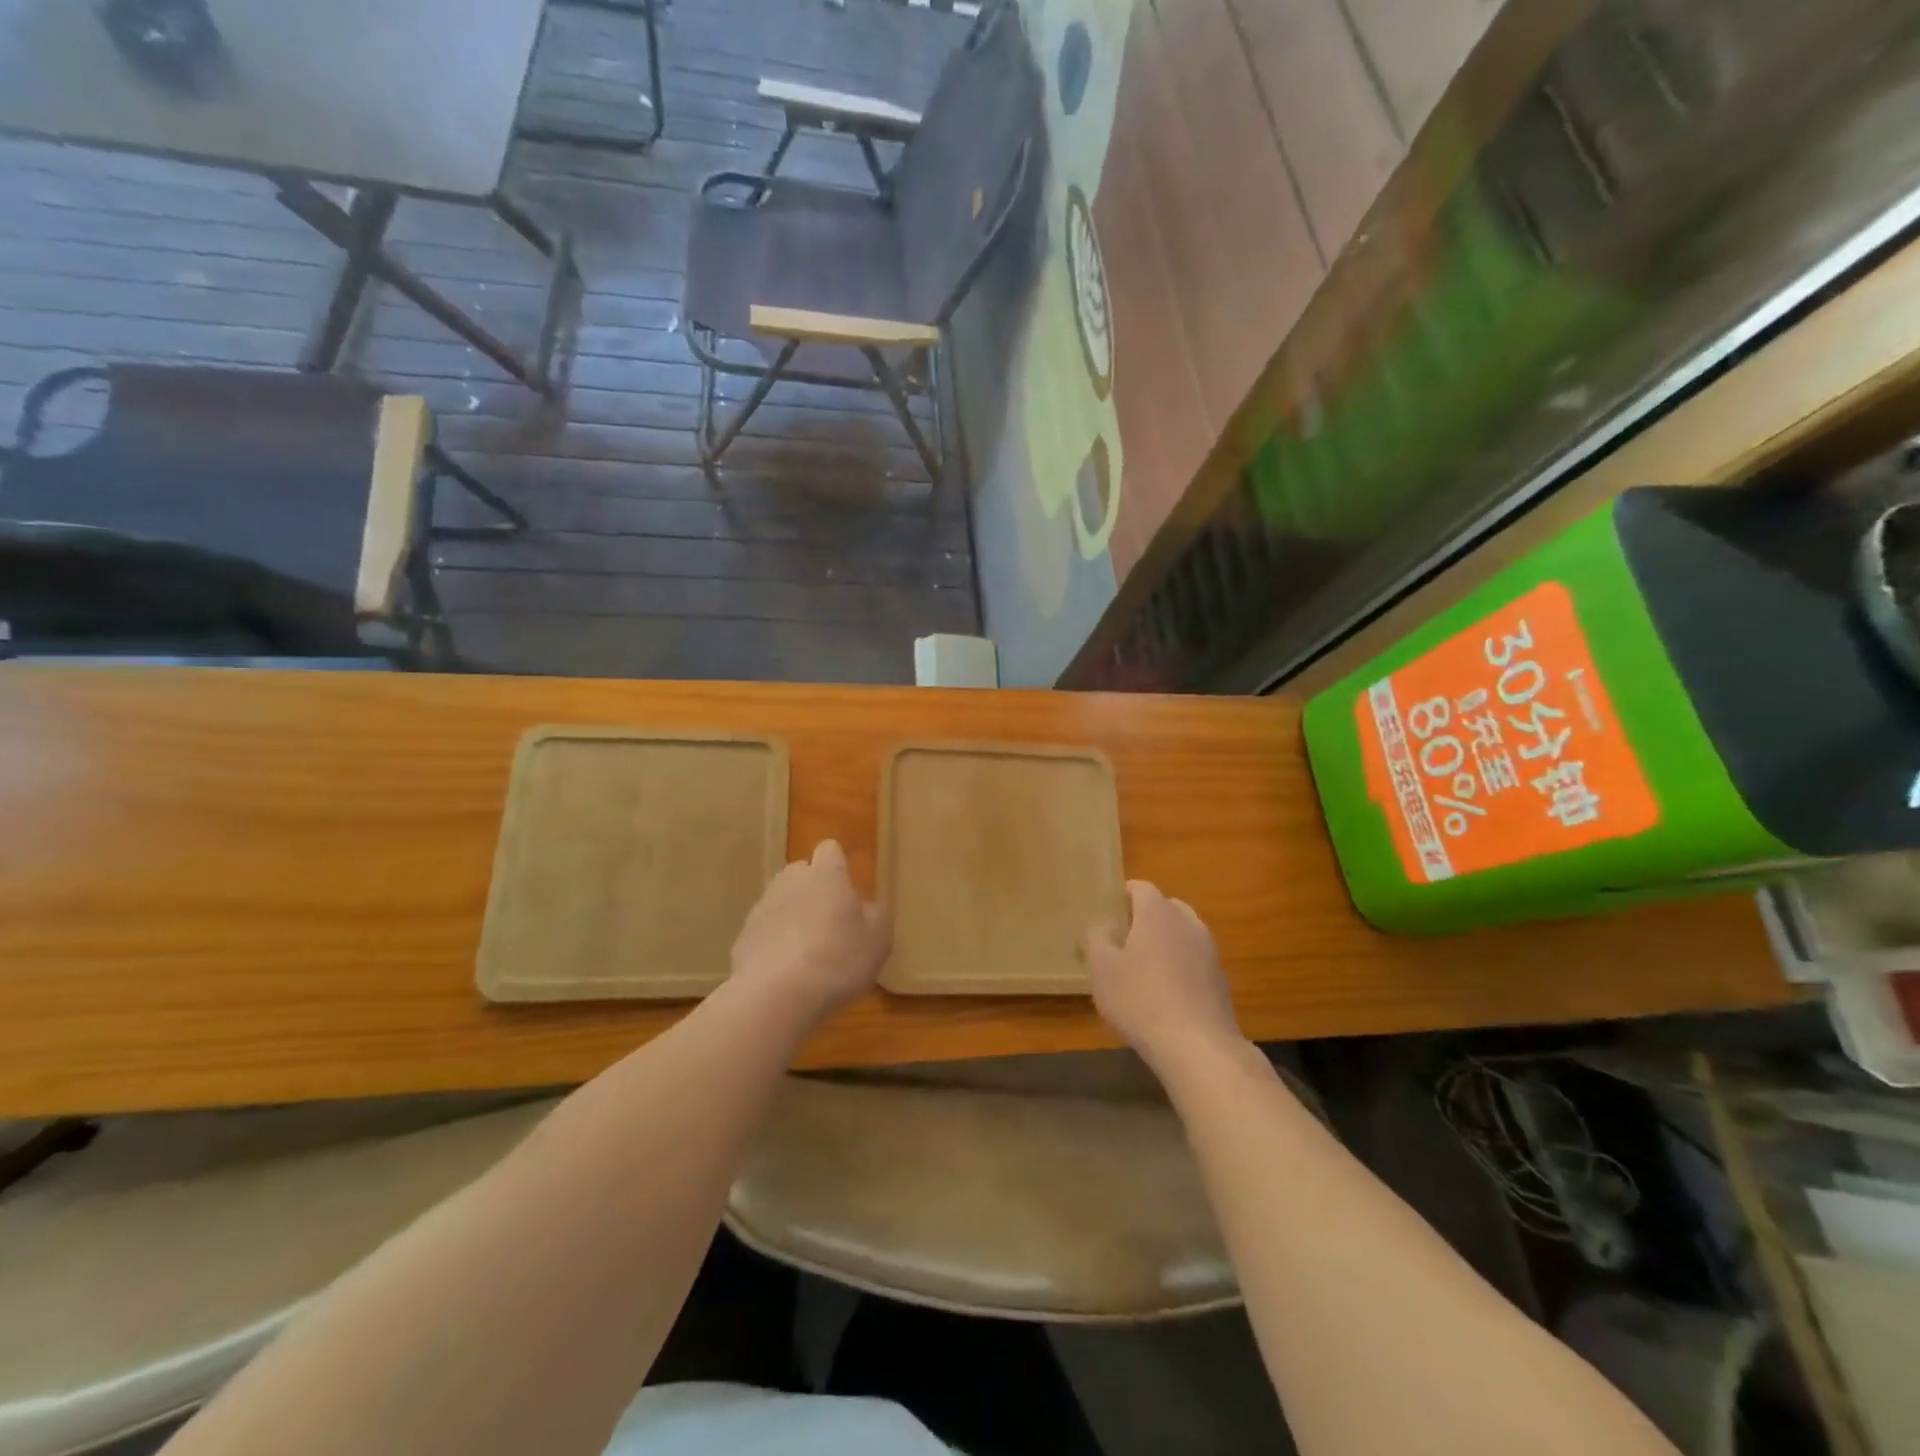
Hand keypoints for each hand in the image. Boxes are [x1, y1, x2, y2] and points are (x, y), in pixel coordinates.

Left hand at [730, 840, 890, 1023]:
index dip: (838, 866)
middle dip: (813, 890)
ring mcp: (762, 907)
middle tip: (830, 923)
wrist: (778, 995)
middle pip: (801, 873)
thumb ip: (875, 916)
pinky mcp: (743, 936)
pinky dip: (774, 944)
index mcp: (826, 874)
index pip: (830, 850)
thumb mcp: (878, 940)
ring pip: (781, 902)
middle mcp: (791, 880)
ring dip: (792, 917)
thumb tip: (865, 908)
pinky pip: (764, 932)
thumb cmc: (838, 959)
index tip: (847, 889)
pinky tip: (785, 973)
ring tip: (807, 954)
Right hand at [1086, 881, 1240, 1073]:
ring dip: (1165, 942)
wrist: (1197, 1046)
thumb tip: (1104, 926)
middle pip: (1166, 907)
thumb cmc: (1140, 999)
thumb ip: (1097, 938)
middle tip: (1125, 938)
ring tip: (1144, 967)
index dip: (1124, 894)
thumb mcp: (1101, 968)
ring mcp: (1209, 951)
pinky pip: (1194, 960)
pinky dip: (1180, 966)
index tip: (1110, 909)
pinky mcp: (1220, 980)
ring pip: (1183, 934)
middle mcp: (1188, 923)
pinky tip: (1166, 993)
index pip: (1142, 888)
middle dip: (1146, 917)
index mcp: (1158, 913)